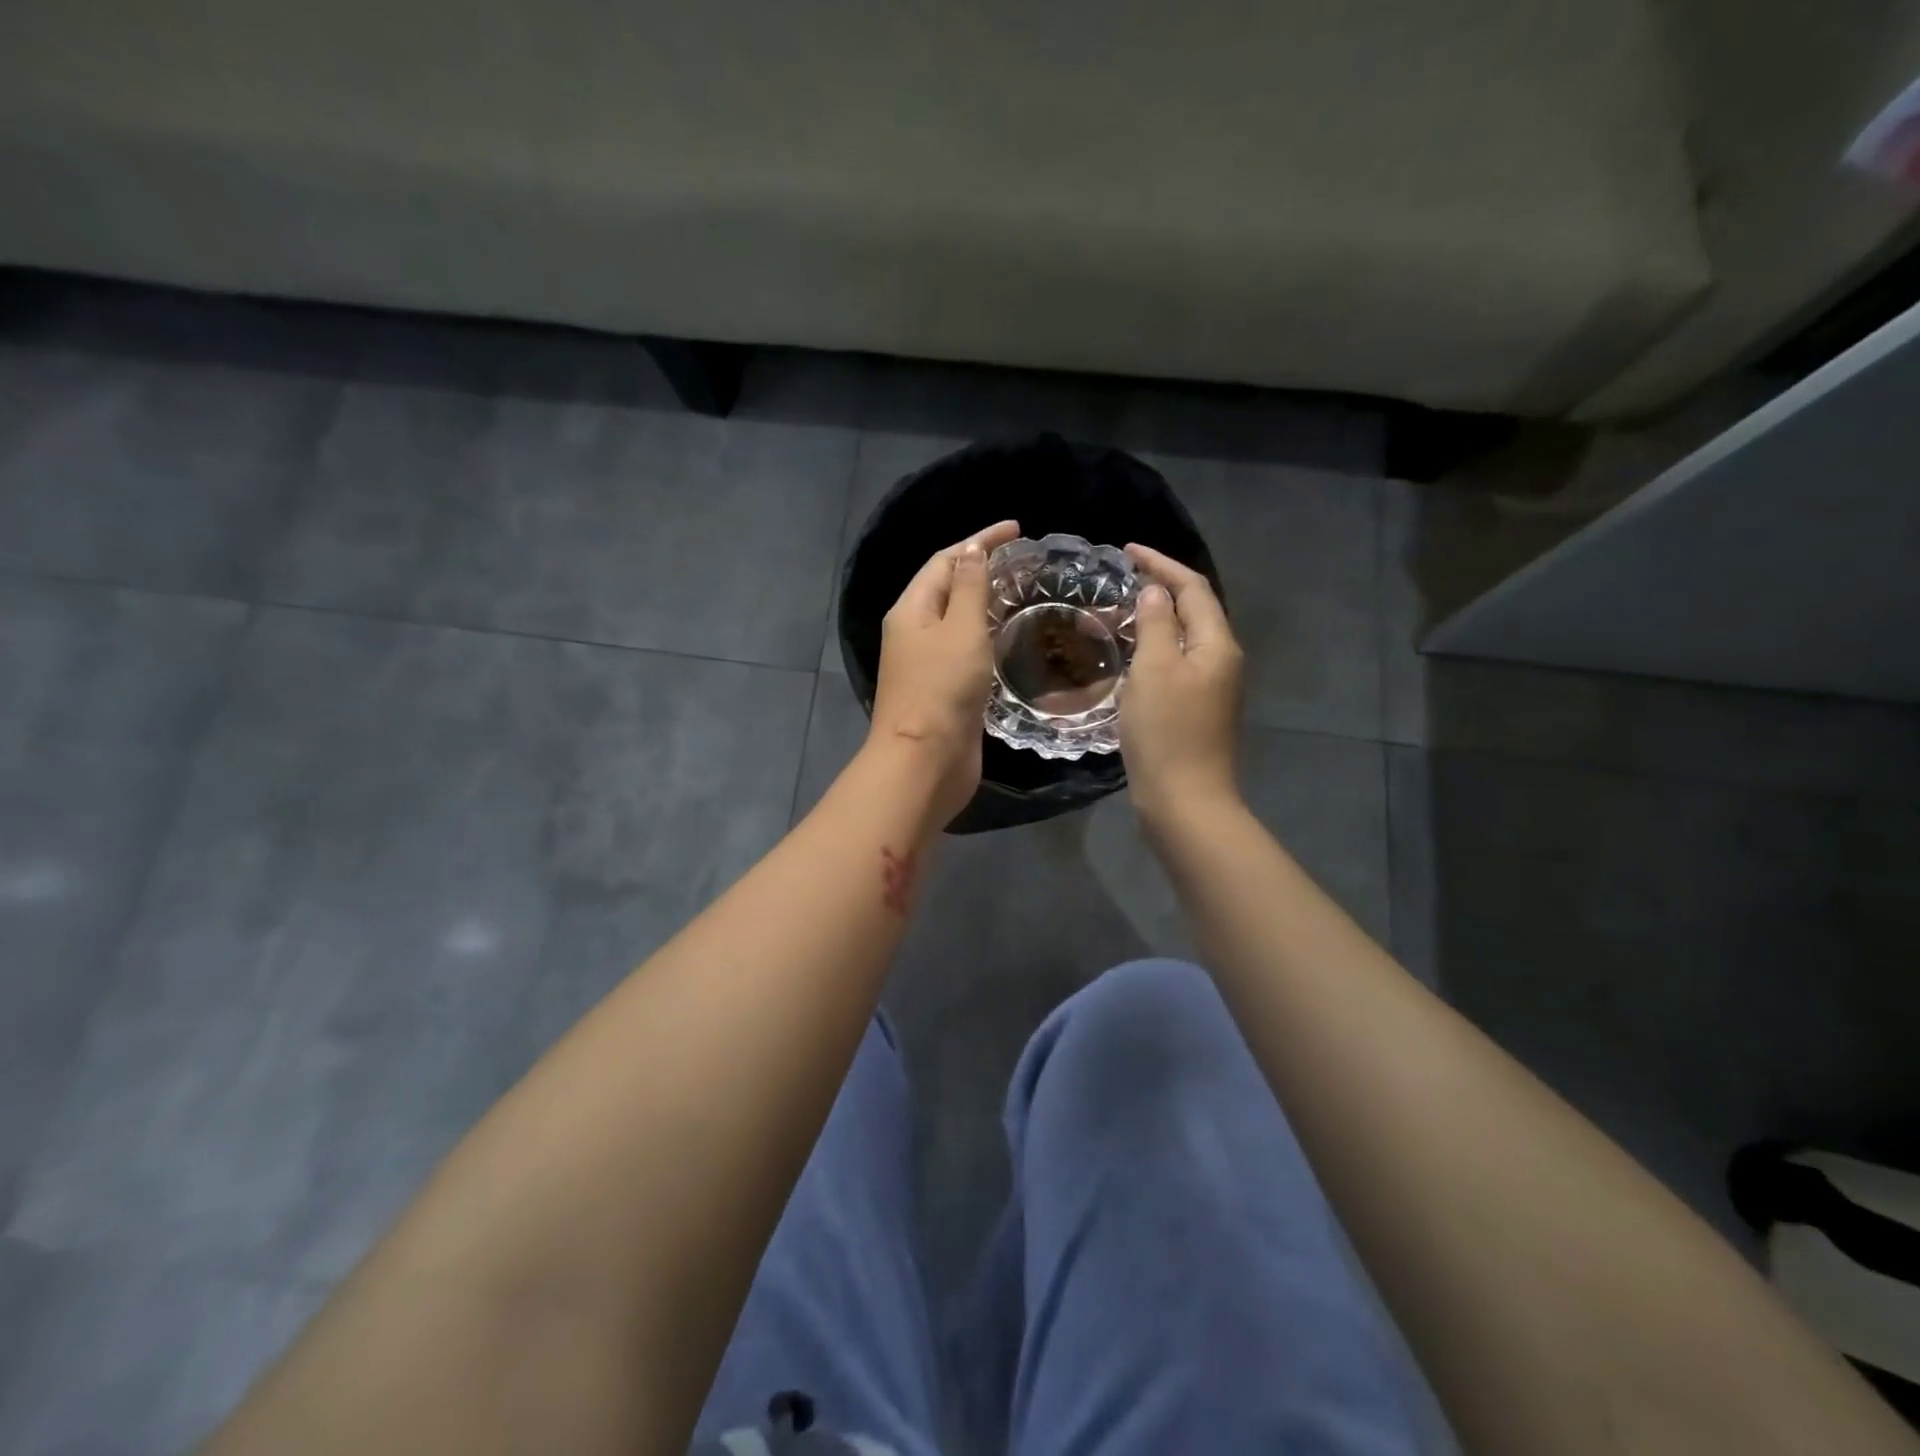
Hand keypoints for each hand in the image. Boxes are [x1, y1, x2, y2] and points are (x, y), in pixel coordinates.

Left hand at [868, 520, 1020, 827]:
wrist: (926, 762)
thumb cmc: (942, 689)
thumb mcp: (960, 629)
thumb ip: (970, 588)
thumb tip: (972, 550)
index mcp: (911, 610)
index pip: (945, 560)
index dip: (979, 540)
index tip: (1018, 530)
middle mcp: (914, 632)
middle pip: (948, 588)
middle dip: (982, 569)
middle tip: (1025, 562)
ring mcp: (928, 664)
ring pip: (958, 622)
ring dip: (986, 604)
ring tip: (1024, 592)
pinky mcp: (944, 691)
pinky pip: (966, 651)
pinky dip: (987, 638)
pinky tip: (1012, 638)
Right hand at [1121, 542, 1243, 820]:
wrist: (1184, 801)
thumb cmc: (1167, 732)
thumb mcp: (1155, 670)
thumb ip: (1158, 624)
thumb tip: (1157, 591)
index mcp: (1217, 645)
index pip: (1193, 588)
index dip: (1162, 563)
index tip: (1127, 550)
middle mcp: (1221, 661)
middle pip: (1194, 611)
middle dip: (1159, 588)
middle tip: (1118, 580)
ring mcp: (1211, 688)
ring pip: (1183, 639)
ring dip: (1154, 620)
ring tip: (1118, 613)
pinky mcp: (1196, 711)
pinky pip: (1175, 665)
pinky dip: (1152, 650)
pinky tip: (1129, 656)